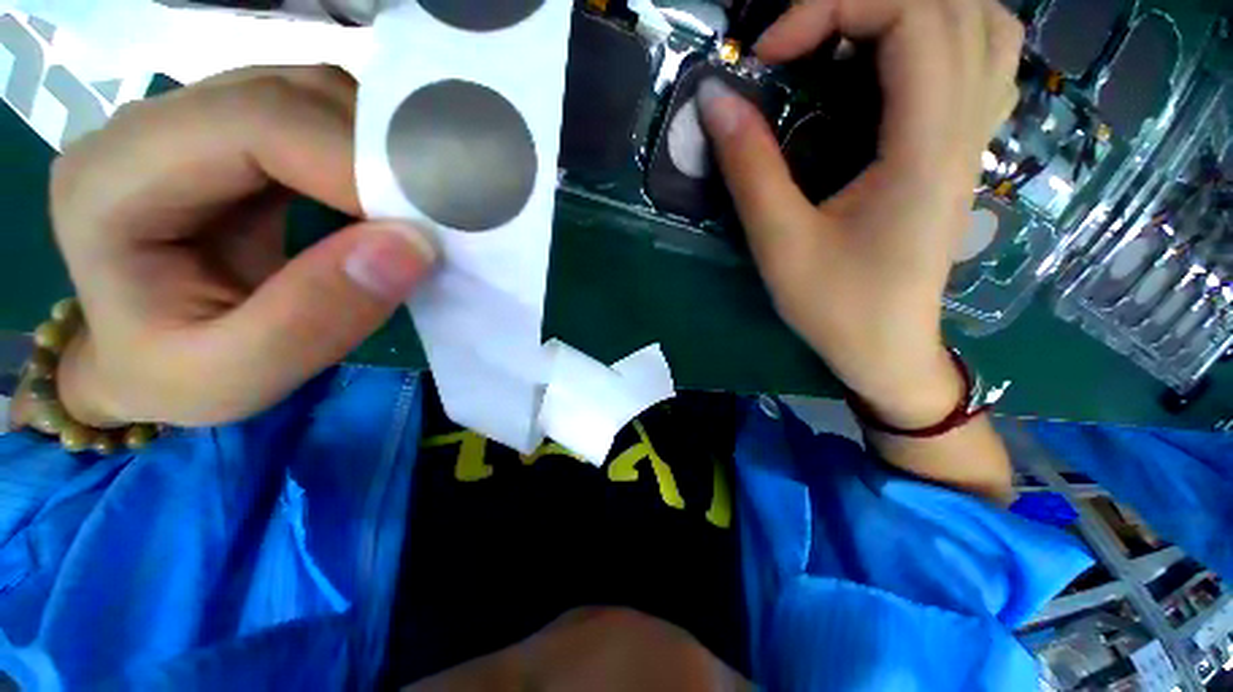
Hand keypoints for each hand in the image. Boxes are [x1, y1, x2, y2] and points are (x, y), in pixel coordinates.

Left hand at [49, 66, 436, 427]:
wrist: (142, 359)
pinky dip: (370, 153)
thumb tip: (413, 245)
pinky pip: (319, 118)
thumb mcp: (233, 379)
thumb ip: (314, 320)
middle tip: (435, 218)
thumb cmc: (170, 376)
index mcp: (112, 182)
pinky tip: (387, 199)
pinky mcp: (234, 136)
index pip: (251, 125)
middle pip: (288, 95)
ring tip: (415, 212)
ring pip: (310, 96)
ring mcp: (194, 121)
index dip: (354, 164)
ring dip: (379, 150)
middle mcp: (148, 126)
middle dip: (378, 154)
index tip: (427, 225)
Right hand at [700, 0, 1022, 426]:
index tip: (767, 55)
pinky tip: (894, 61)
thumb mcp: (780, 244)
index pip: (913, 17)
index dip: (833, 7)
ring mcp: (974, 137)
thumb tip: (716, 100)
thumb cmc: (836, 307)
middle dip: (863, 1)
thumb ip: (750, 168)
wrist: (888, 349)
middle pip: (951, 5)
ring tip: (847, 38)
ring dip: (914, 9)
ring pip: (983, 23)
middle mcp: (966, 128)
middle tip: (799, 42)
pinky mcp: (963, 151)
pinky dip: (943, 34)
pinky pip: (983, 60)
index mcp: (925, 149)